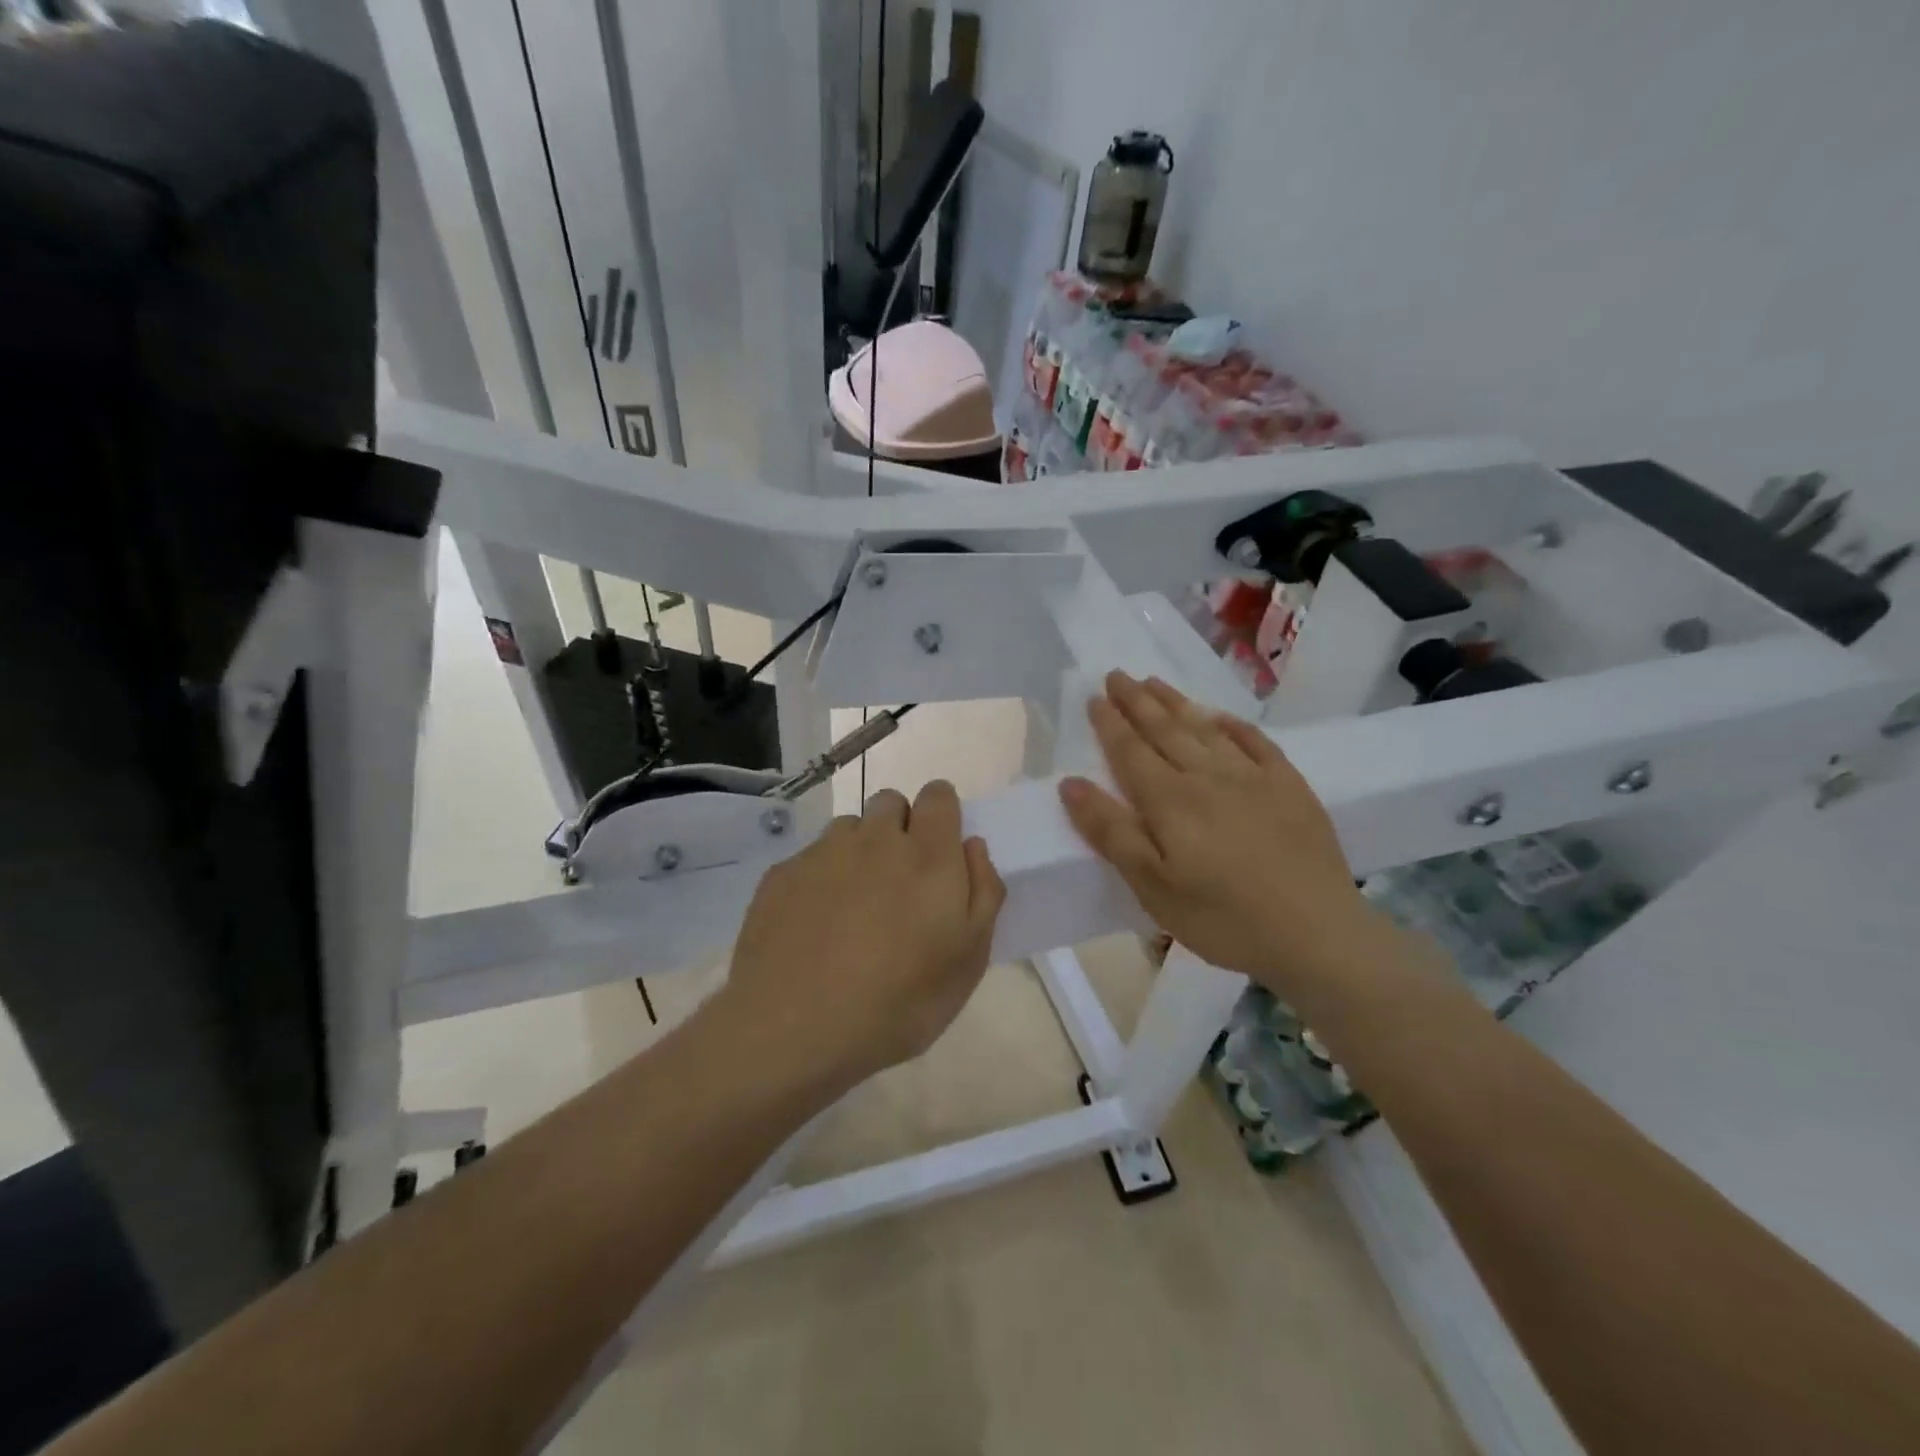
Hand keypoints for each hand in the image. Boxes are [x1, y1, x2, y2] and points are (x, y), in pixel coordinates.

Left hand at [720, 780, 1005, 1096]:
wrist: (793, 1028)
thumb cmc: (898, 1001)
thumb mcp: (968, 960)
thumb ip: (983, 892)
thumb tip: (972, 846)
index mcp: (927, 855)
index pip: (939, 795)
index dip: (942, 814)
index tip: (940, 847)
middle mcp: (874, 839)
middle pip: (891, 803)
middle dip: (900, 828)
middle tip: (900, 884)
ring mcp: (822, 853)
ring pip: (848, 829)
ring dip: (858, 852)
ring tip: (853, 907)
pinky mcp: (781, 874)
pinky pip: (810, 859)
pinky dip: (819, 879)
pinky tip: (813, 928)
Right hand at [1058, 672, 1382, 999]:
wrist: (1317, 934)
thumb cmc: (1222, 918)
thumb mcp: (1152, 886)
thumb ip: (1111, 832)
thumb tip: (1071, 783)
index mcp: (1170, 800)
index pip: (1130, 751)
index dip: (1110, 723)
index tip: (1094, 697)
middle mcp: (1207, 776)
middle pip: (1165, 730)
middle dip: (1137, 701)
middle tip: (1117, 675)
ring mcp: (1253, 777)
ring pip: (1205, 728)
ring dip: (1176, 703)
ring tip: (1155, 683)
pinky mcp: (1291, 787)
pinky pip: (1256, 742)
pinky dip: (1234, 725)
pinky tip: (1221, 716)